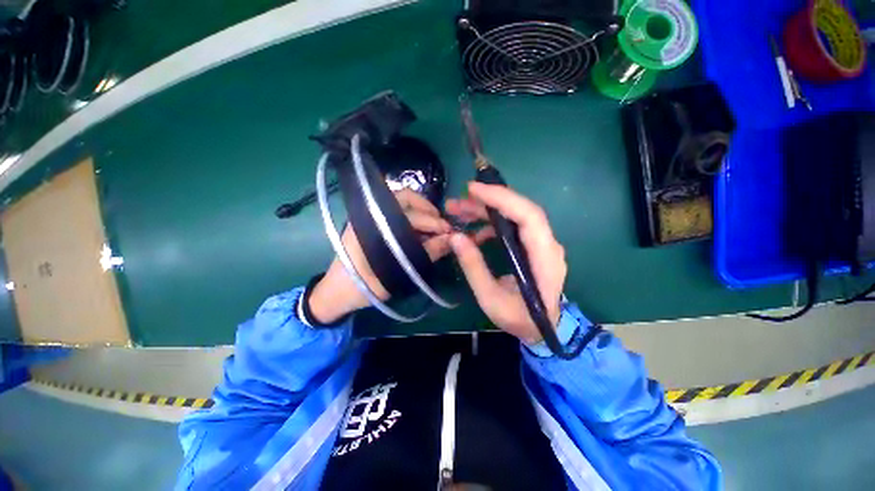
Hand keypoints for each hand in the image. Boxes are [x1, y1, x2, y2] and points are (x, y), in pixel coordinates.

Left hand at [309, 189, 492, 323]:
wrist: (336, 292)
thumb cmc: (362, 287)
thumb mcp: (396, 274)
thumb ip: (424, 255)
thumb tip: (451, 240)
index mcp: (370, 225)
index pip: (408, 215)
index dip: (432, 221)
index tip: (449, 231)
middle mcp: (370, 215)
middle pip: (404, 198)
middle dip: (428, 209)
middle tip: (444, 225)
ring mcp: (372, 218)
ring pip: (402, 203)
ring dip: (423, 212)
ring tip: (438, 227)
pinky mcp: (374, 224)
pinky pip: (398, 213)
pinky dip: (415, 219)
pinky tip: (424, 232)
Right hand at [445, 182, 565, 344]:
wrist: (543, 330)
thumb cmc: (520, 319)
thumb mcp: (491, 299)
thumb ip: (474, 268)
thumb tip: (455, 237)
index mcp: (544, 258)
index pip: (528, 215)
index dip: (502, 198)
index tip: (473, 190)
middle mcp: (548, 244)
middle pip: (521, 210)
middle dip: (488, 201)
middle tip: (457, 202)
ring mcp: (541, 244)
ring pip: (515, 216)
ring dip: (487, 211)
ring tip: (459, 213)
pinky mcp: (533, 247)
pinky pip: (512, 227)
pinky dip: (492, 225)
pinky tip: (473, 234)